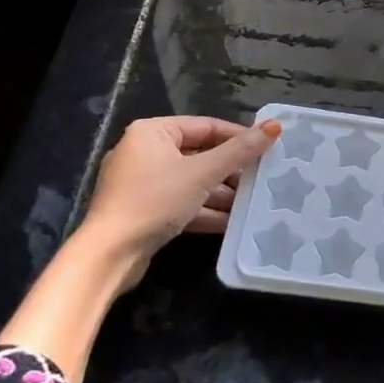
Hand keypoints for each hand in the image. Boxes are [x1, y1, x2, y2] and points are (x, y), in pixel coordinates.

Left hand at [79, 115, 280, 289]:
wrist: (109, 256)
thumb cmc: (155, 200)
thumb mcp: (203, 173)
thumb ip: (240, 151)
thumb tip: (275, 126)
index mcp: (153, 132)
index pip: (206, 126)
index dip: (239, 136)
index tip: (267, 148)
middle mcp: (144, 152)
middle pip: (199, 154)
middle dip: (230, 170)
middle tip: (262, 177)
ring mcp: (141, 183)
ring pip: (191, 181)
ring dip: (220, 193)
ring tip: (252, 202)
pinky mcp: (142, 211)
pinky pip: (180, 202)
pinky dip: (203, 209)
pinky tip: (231, 222)